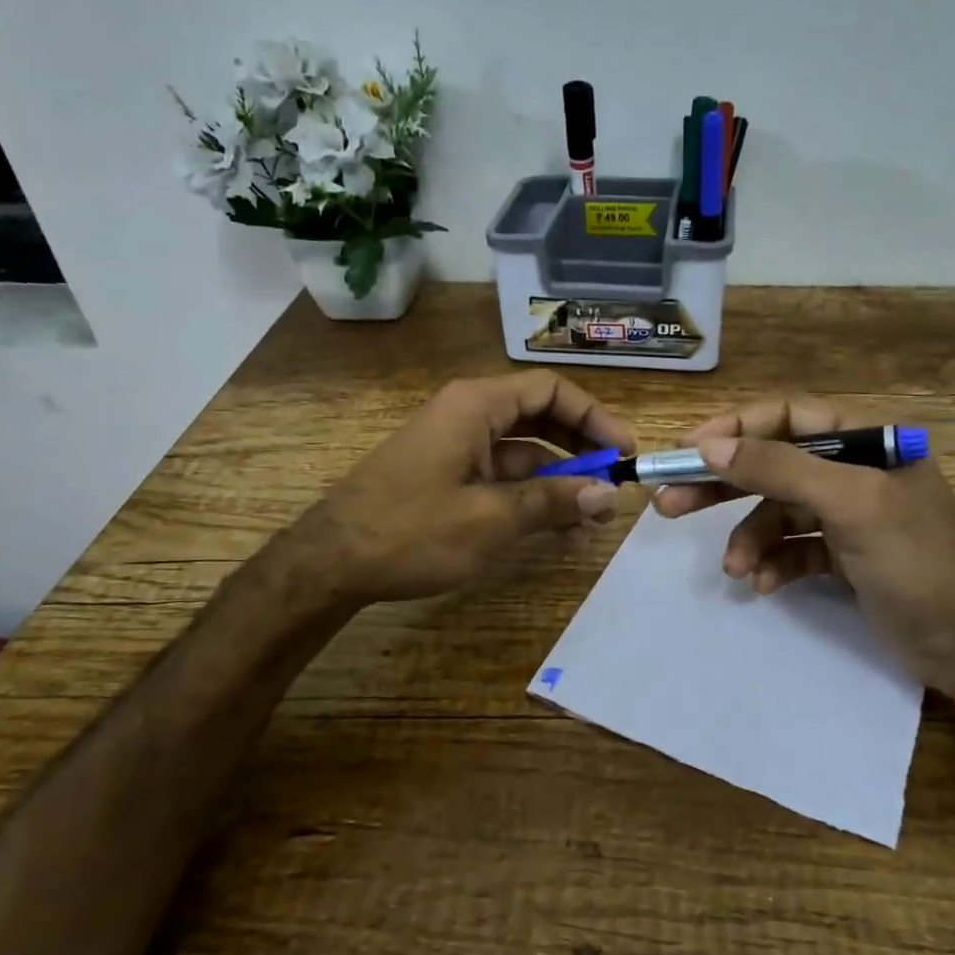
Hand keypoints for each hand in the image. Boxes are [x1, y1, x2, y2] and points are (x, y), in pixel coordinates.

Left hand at [295, 371, 633, 602]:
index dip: (594, 417)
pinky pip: (499, 474)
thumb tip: (610, 495)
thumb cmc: (412, 530)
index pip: (551, 391)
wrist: (329, 563)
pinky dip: (529, 494)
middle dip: (580, 450)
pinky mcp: (445, 474)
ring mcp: (454, 445)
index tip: (625, 452)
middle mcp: (467, 414)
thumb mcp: (492, 519)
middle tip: (614, 485)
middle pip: (539, 417)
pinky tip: (553, 525)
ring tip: (591, 516)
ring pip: (522, 451)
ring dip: (558, 479)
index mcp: (476, 405)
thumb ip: (554, 502)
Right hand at [652, 397, 954, 692]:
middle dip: (722, 485)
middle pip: (771, 463)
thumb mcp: (849, 505)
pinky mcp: (843, 554)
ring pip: (776, 511)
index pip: (785, 416)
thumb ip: (779, 469)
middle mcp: (853, 469)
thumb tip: (710, 445)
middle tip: (669, 503)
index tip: (686, 451)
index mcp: (865, 440)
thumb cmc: (915, 562)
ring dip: (749, 538)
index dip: (733, 428)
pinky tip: (764, 584)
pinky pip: (793, 547)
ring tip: (735, 569)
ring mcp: (847, 513)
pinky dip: (774, 562)